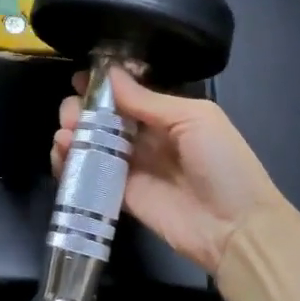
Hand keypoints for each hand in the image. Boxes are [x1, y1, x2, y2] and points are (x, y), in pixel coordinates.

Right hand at [52, 69, 287, 274]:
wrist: (237, 228)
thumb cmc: (223, 163)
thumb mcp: (194, 118)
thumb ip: (147, 99)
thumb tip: (109, 72)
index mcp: (167, 115)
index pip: (127, 94)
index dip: (102, 85)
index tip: (79, 78)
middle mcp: (146, 138)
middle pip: (103, 118)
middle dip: (81, 109)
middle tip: (71, 112)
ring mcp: (132, 168)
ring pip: (92, 144)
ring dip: (72, 134)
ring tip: (65, 134)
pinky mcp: (121, 196)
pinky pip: (90, 176)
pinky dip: (70, 164)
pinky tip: (62, 154)